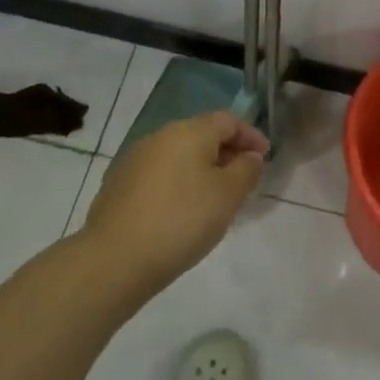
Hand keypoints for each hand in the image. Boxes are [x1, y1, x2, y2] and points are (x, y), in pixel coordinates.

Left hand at [82, 112, 268, 294]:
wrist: (115, 258)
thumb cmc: (182, 220)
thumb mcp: (227, 196)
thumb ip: (246, 170)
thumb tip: (250, 156)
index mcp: (189, 131)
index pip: (228, 120)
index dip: (251, 136)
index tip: (265, 159)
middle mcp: (160, 136)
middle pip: (202, 134)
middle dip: (227, 152)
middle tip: (244, 179)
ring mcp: (135, 159)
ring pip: (179, 154)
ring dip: (202, 168)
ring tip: (215, 197)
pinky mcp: (119, 183)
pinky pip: (160, 173)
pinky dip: (179, 182)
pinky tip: (182, 210)